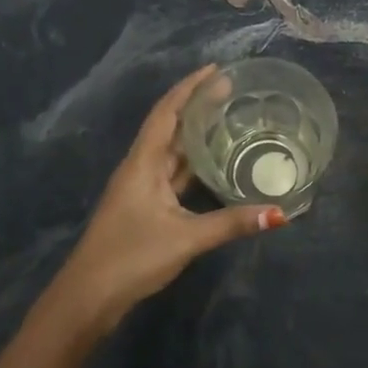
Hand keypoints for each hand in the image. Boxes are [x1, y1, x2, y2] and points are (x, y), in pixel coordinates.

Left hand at [50, 66, 285, 337]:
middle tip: (232, 91)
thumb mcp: (186, 238)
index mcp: (143, 163)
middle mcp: (140, 168)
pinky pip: (173, 174)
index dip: (189, 88)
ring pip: (172, 152)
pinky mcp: (145, 208)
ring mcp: (141, 188)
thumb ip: (232, 223)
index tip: (216, 70)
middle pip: (170, 127)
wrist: (88, 297)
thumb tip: (280, 213)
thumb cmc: (131, 257)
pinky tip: (214, 164)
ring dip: (196, 134)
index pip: (167, 113)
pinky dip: (194, 164)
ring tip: (228, 118)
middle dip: (197, 106)